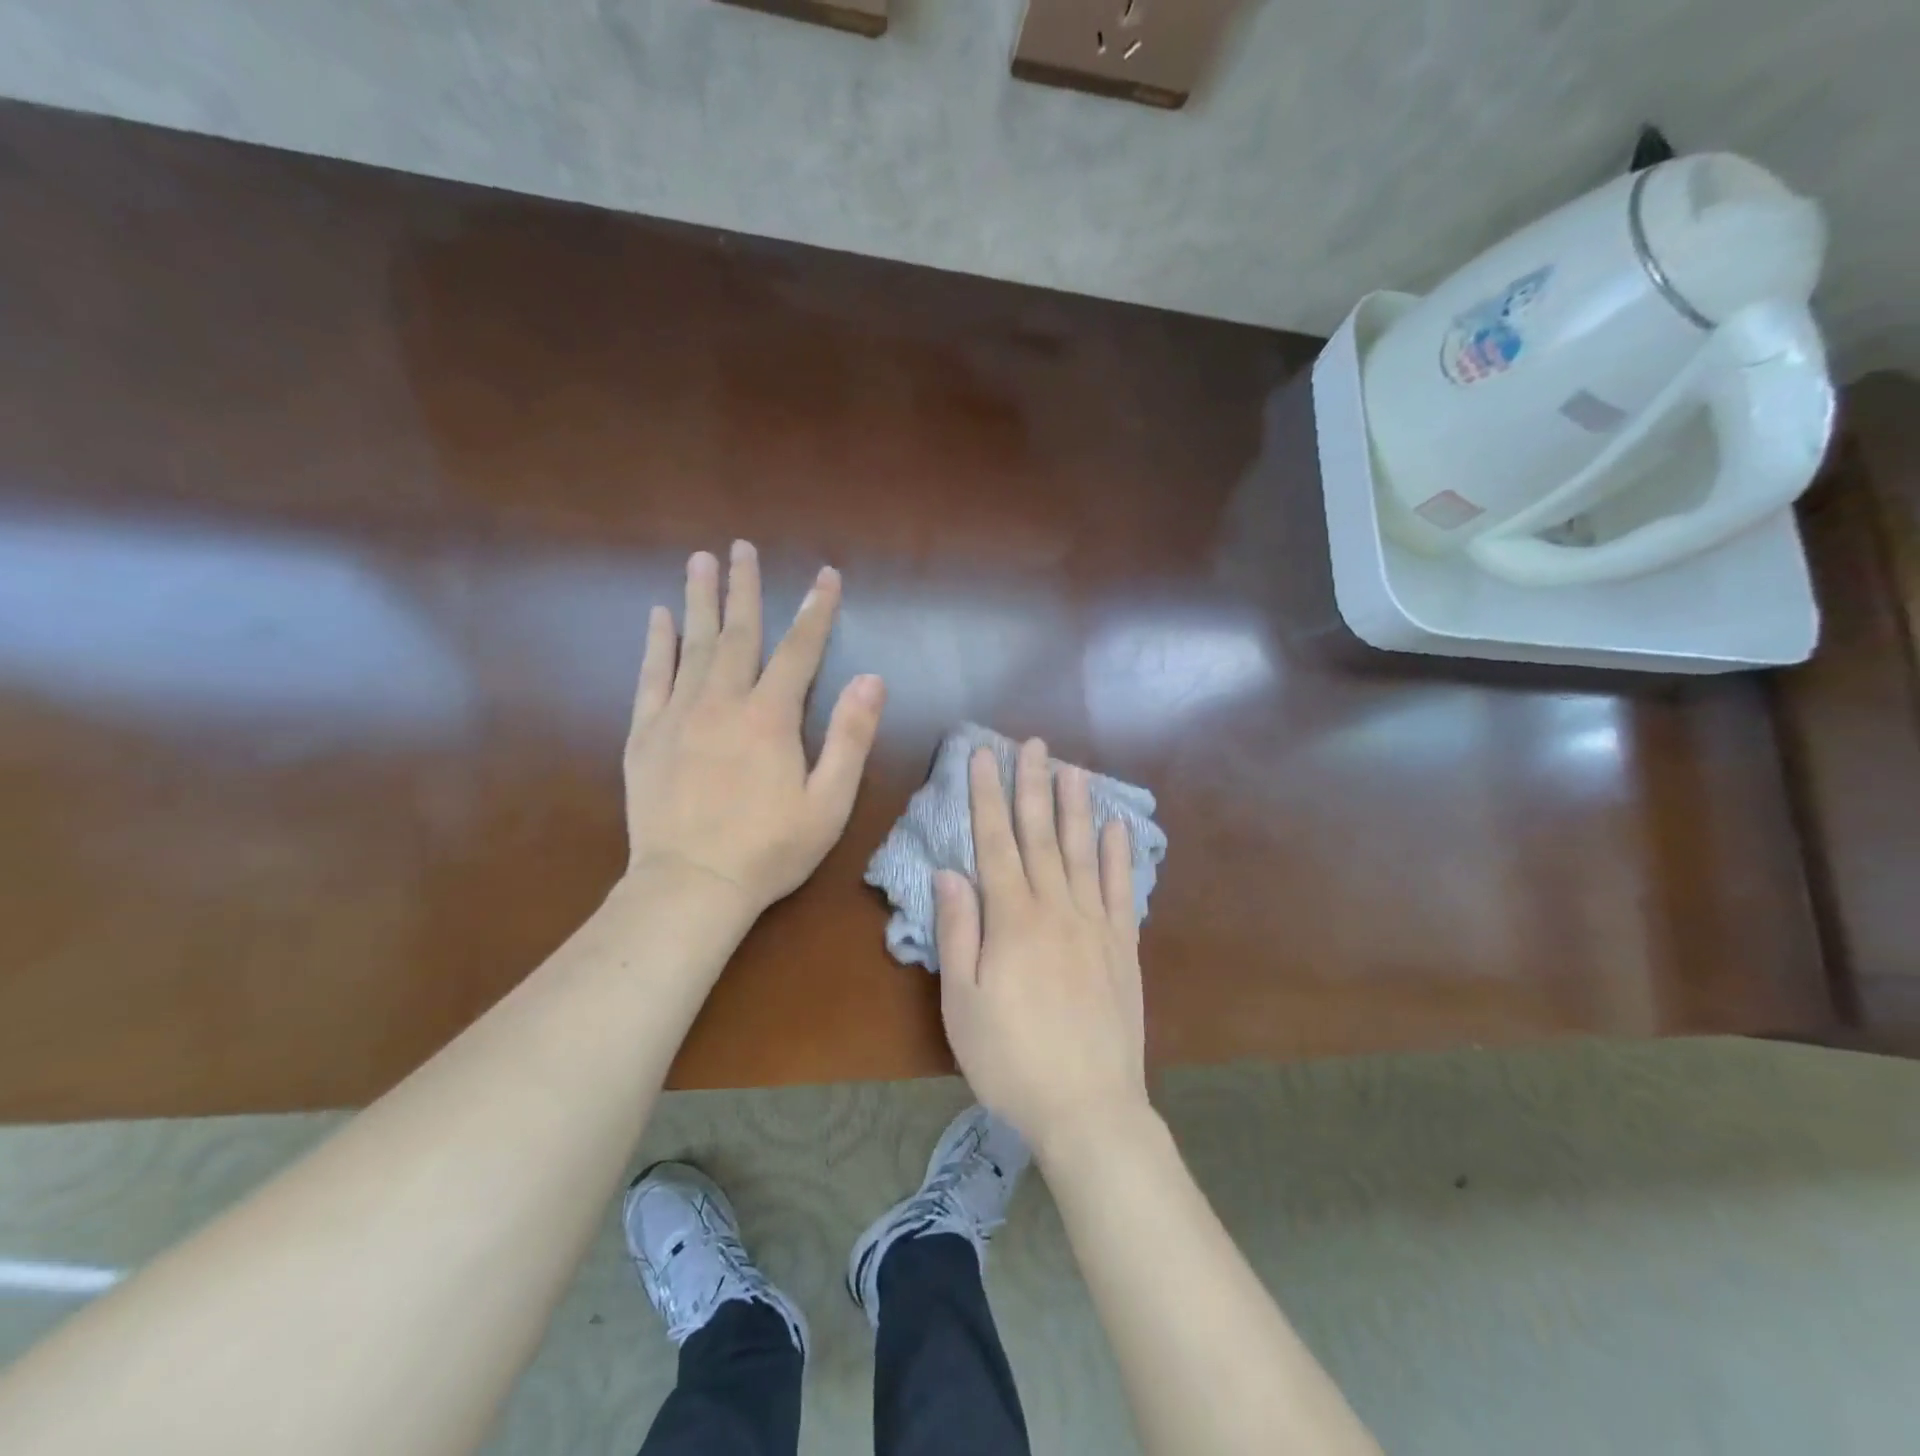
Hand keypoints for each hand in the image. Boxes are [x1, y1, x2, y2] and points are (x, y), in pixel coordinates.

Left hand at [622, 541, 885, 916]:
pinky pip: (651, 677)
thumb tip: (872, 680)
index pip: (799, 650)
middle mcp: (722, 702)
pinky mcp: (645, 735)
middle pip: (738, 633)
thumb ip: (850, 738)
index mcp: (770, 718)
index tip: (826, 575)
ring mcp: (678, 715)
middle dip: (744, 588)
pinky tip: (659, 618)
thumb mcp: (829, 803)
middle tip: (741, 547)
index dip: (816, 611)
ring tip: (700, 560)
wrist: (690, 886)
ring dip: (699, 600)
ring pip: (692, 644)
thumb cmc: (769, 850)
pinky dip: (656, 644)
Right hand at [936, 738, 1149, 1158]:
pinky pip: (1123, 889)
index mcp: (1012, 918)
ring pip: (1083, 851)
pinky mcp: (1124, 946)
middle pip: (1041, 834)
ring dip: (1076, 807)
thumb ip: (957, 933)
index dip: (986, 796)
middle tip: (1032, 744)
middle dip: (1032, 786)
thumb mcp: (963, 1003)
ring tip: (1073, 769)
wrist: (1089, 1107)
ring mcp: (1096, 924)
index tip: (983, 756)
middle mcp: (1056, 907)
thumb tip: (948, 873)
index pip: (994, 842)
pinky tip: (1120, 828)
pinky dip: (1122, 855)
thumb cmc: (1011, 1059)